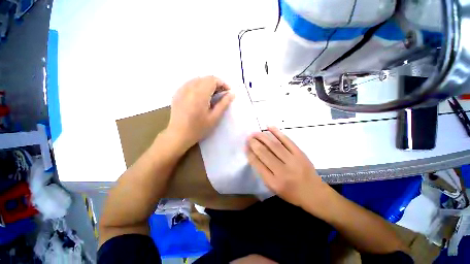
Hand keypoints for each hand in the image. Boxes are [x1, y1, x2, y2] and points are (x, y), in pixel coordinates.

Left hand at [167, 76, 234, 149]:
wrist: (178, 135)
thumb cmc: (198, 128)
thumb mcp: (214, 117)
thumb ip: (224, 104)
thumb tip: (232, 94)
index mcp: (200, 94)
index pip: (213, 79)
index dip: (222, 83)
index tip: (228, 92)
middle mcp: (189, 88)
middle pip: (205, 78)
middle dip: (216, 84)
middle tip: (221, 95)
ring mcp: (181, 89)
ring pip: (197, 80)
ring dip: (207, 84)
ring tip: (212, 95)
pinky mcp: (177, 93)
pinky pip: (190, 84)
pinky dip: (198, 86)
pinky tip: (200, 96)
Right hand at [246, 127, 329, 207]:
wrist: (314, 193)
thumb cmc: (291, 193)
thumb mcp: (274, 188)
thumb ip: (263, 172)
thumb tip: (253, 155)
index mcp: (274, 182)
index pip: (258, 164)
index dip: (250, 153)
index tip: (245, 146)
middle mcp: (282, 171)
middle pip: (264, 153)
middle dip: (254, 143)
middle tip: (249, 137)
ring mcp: (293, 160)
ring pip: (274, 145)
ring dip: (263, 137)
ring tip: (255, 133)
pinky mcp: (300, 153)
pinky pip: (287, 140)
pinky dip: (277, 132)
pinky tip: (269, 127)